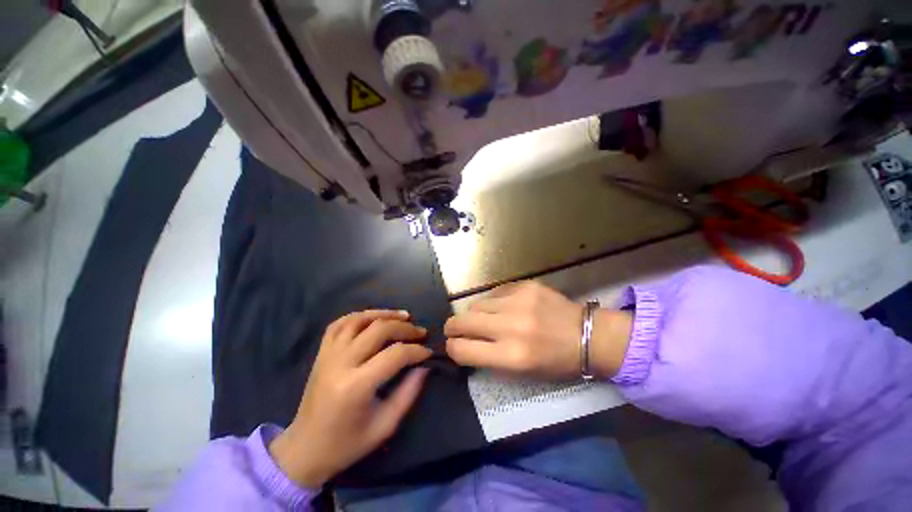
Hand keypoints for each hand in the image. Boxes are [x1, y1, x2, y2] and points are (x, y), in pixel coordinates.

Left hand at [269, 310, 431, 487]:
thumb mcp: (385, 425)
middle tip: (421, 333)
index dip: (416, 350)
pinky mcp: (321, 353)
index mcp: (356, 386)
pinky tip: (374, 318)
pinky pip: (339, 324)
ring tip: (404, 316)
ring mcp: (327, 355)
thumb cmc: (347, 444)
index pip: (395, 354)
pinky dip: (360, 316)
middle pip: (379, 330)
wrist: (305, 450)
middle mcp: (340, 364)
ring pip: (359, 320)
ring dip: (385, 314)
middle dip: (405, 328)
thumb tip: (424, 366)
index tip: (429, 352)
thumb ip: (409, 392)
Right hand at [445, 281, 632, 379]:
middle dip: (452, 327)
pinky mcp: (525, 286)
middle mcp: (511, 327)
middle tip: (454, 329)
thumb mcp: (521, 372)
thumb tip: (463, 345)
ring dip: (474, 313)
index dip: (452, 349)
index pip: (463, 350)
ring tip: (483, 318)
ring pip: (476, 304)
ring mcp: (518, 302)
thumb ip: (489, 358)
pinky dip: (493, 302)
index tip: (451, 346)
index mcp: (511, 356)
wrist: (587, 335)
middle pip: (463, 321)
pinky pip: (495, 293)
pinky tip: (502, 307)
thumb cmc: (555, 362)